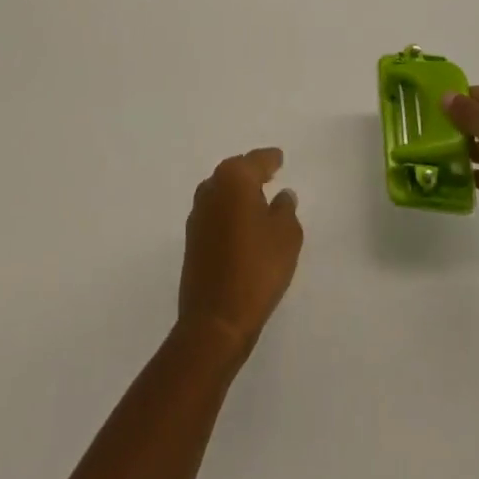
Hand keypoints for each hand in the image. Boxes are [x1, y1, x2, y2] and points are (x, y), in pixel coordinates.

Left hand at [177, 148, 302, 356]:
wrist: (215, 320)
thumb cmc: (257, 269)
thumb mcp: (286, 236)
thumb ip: (286, 209)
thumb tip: (282, 195)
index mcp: (234, 178)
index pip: (257, 160)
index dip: (271, 159)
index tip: (280, 158)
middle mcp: (211, 187)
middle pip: (235, 170)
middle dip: (252, 172)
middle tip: (269, 175)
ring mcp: (197, 213)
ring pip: (222, 191)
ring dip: (238, 193)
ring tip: (257, 200)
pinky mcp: (192, 238)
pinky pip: (215, 212)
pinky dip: (229, 212)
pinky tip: (241, 225)